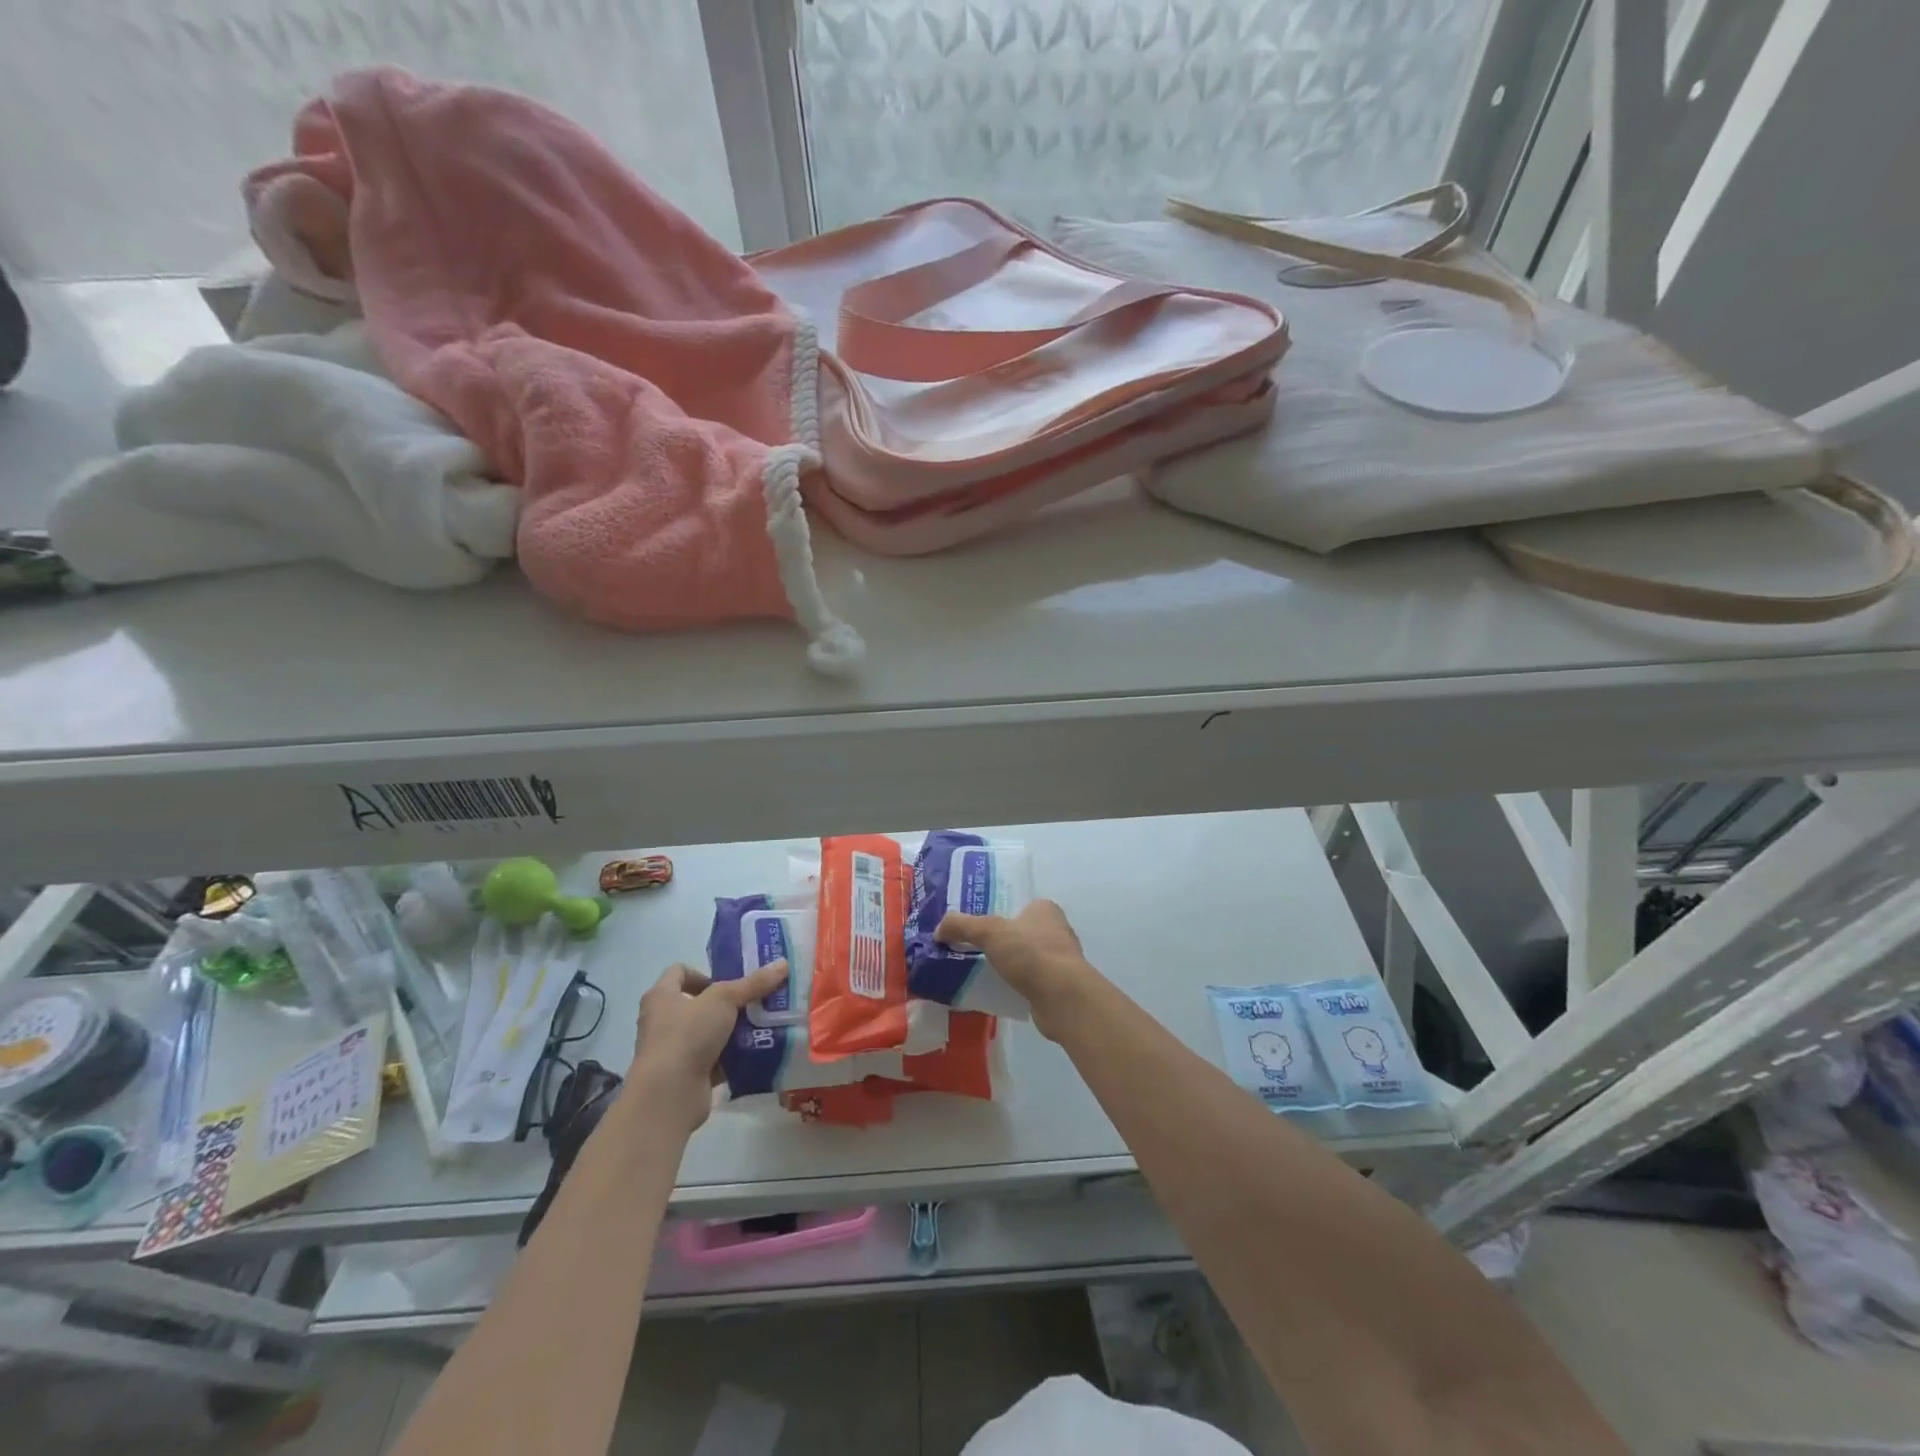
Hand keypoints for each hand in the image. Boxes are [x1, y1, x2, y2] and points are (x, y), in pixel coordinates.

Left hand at [628, 960, 787, 1133]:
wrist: (668, 1096)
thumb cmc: (687, 1035)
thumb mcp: (724, 1000)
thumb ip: (753, 983)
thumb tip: (783, 963)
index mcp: (661, 996)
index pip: (679, 972)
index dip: (704, 972)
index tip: (730, 981)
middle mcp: (662, 1021)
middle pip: (698, 1004)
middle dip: (728, 1003)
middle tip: (756, 1002)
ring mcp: (673, 1051)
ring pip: (708, 1033)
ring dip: (733, 1030)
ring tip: (763, 1025)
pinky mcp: (686, 1076)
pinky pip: (714, 1060)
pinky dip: (733, 1058)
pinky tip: (756, 1053)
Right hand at [936, 899, 1096, 1040]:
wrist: (1061, 997)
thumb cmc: (1030, 954)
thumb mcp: (989, 931)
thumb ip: (961, 926)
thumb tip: (938, 931)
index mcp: (1045, 909)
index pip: (1017, 905)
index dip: (996, 913)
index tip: (975, 927)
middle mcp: (1056, 930)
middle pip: (1019, 932)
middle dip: (999, 942)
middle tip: (971, 949)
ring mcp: (1059, 960)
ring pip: (1025, 958)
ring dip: (1007, 965)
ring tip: (979, 971)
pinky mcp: (1057, 986)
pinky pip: (1029, 980)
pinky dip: (1014, 984)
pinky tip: (996, 990)